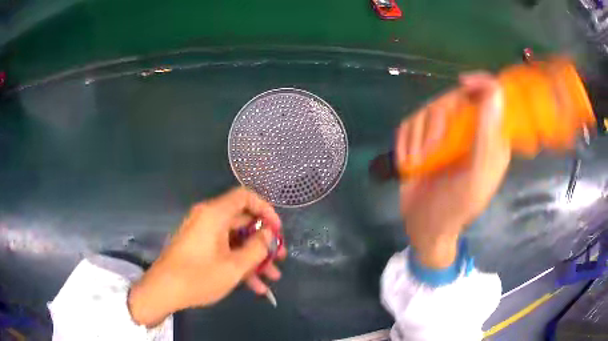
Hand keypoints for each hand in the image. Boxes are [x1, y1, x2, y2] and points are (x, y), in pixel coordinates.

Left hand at [128, 187, 285, 326]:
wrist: (163, 291)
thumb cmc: (198, 277)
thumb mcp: (233, 266)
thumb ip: (256, 248)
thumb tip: (269, 234)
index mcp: (214, 214)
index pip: (245, 197)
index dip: (266, 210)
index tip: (277, 230)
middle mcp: (208, 218)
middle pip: (242, 221)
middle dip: (263, 241)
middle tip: (279, 257)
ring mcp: (202, 233)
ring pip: (235, 239)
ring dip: (254, 257)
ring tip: (272, 277)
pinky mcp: (199, 247)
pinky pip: (223, 249)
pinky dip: (238, 263)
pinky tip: (255, 286)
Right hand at [396, 73, 510, 267]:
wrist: (424, 227)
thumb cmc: (455, 208)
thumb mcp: (476, 176)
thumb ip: (487, 135)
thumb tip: (495, 91)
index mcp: (491, 138)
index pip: (492, 95)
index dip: (480, 82)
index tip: (463, 83)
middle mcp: (470, 130)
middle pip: (454, 98)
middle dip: (438, 121)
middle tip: (429, 152)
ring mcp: (445, 134)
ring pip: (429, 108)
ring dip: (418, 135)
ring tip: (416, 162)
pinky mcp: (422, 138)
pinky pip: (410, 121)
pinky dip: (405, 140)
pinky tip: (407, 161)